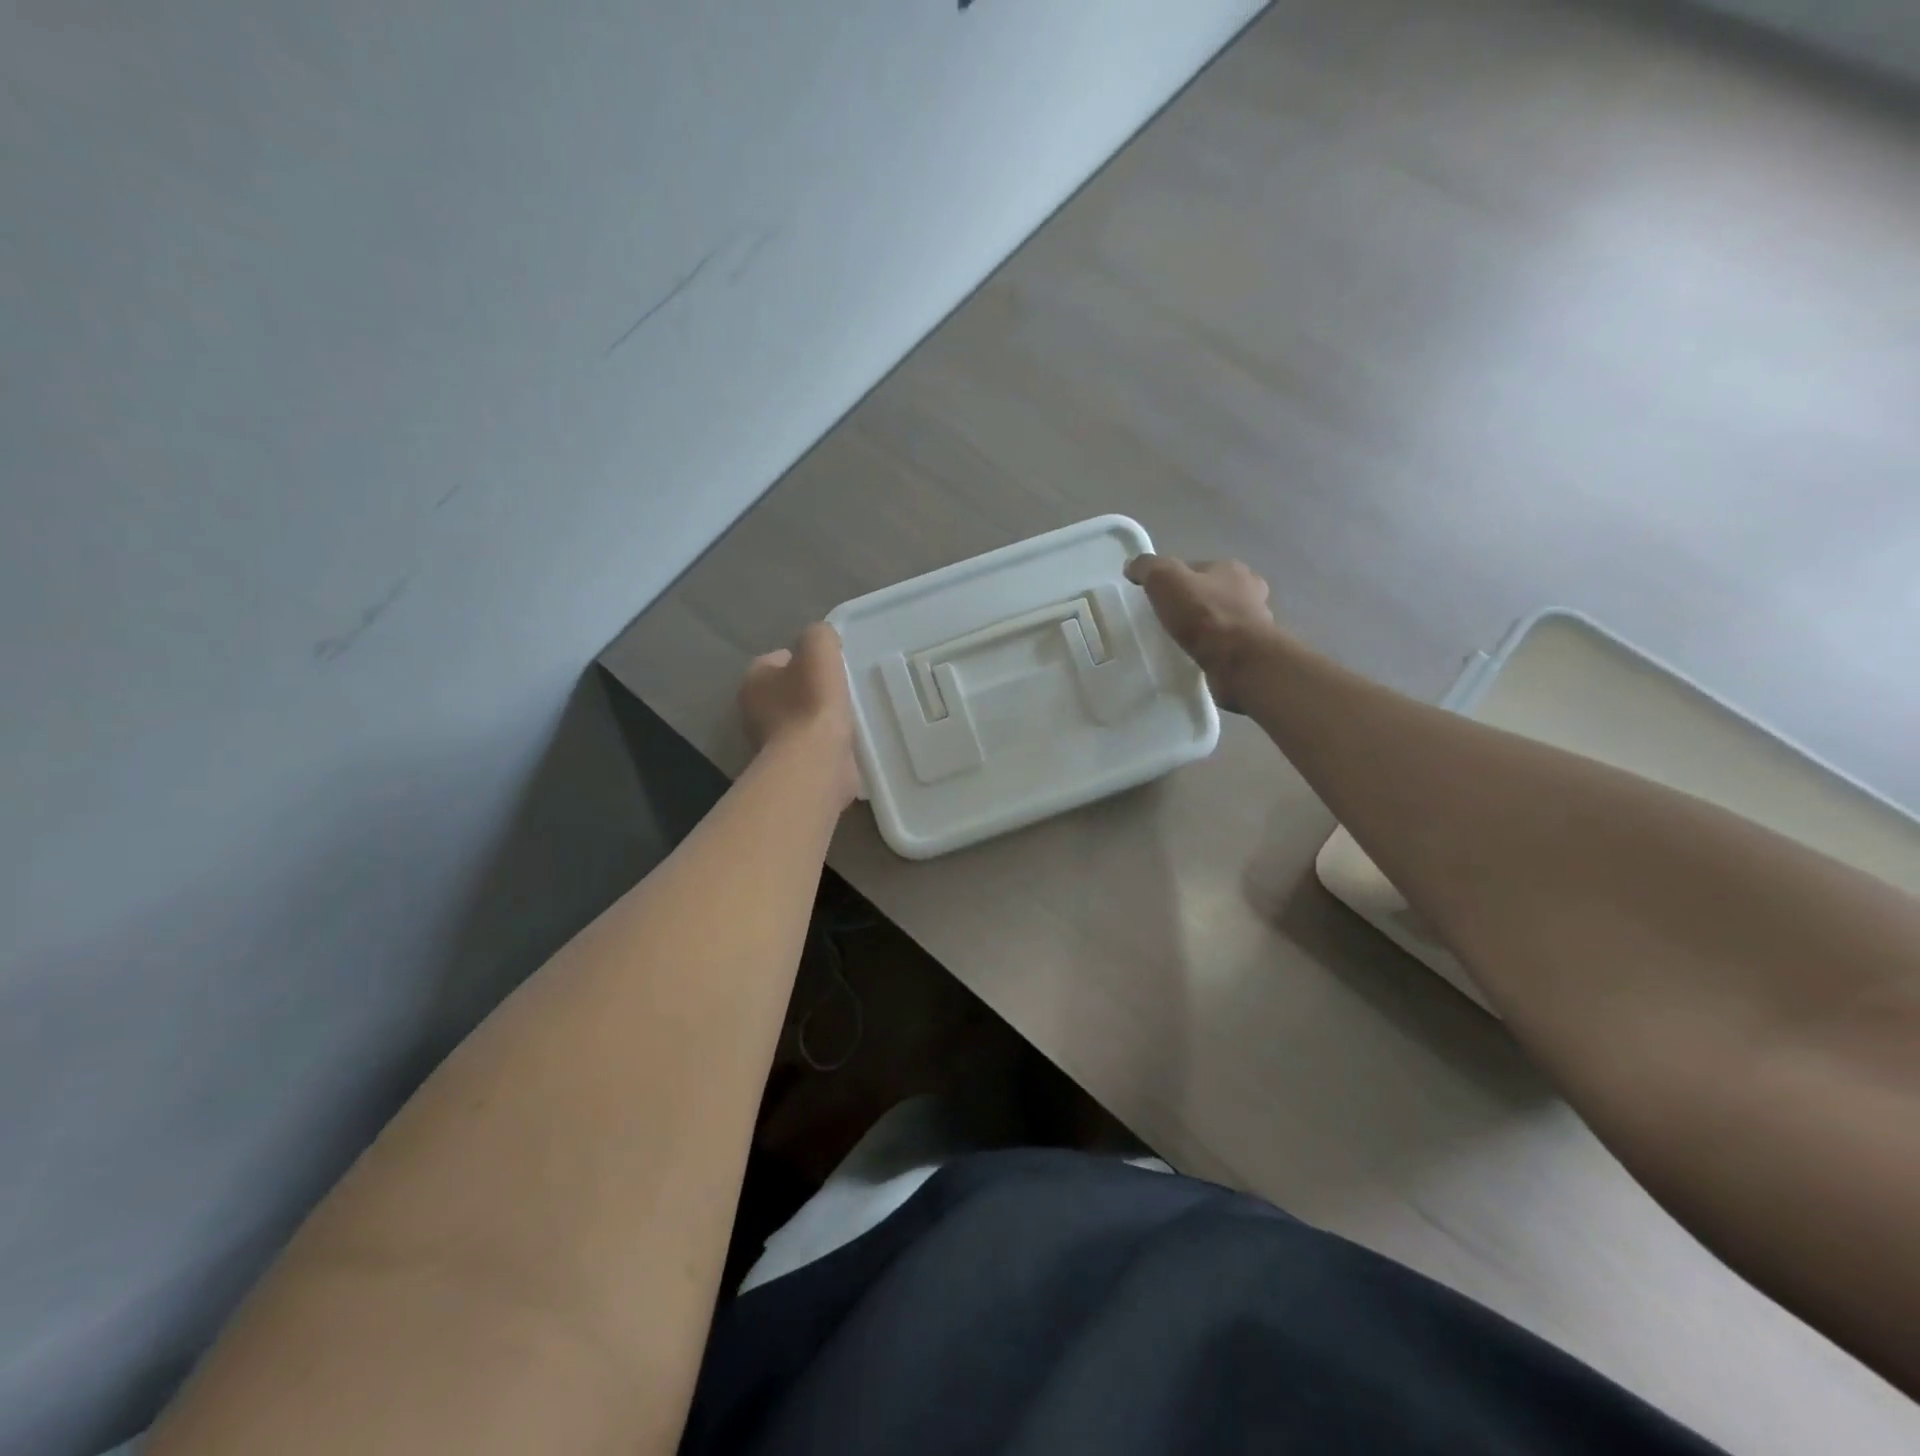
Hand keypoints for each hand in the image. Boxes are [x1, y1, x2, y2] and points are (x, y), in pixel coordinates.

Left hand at [739, 623, 859, 807]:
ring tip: (848, 716)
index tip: (830, 666)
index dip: (804, 660)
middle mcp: (753, 712)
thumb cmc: (813, 703)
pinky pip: (811, 746)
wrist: (815, 764)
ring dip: (819, 719)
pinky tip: (845, 741)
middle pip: (787, 691)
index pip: (778, 660)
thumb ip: (820, 636)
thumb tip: (823, 641)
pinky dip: (825, 743)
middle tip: (841, 690)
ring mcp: (770, 744)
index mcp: (754, 680)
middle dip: (811, 690)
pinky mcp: (790, 768)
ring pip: (800, 720)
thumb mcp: (819, 649)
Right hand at [1125, 554, 1277, 709]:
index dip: (1174, 579)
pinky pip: (1224, 647)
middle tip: (1167, 621)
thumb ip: (1148, 567)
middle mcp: (1249, 592)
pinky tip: (1194, 659)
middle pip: (1211, 593)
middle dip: (1192, 604)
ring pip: (1220, 621)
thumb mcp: (1165, 579)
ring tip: (1179, 643)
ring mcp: (1254, 624)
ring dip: (1203, 630)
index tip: (1156, 597)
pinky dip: (1210, 651)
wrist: (1239, 661)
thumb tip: (1132, 566)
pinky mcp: (1251, 652)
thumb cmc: (1204, 615)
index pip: (1196, 568)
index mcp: (1231, 568)